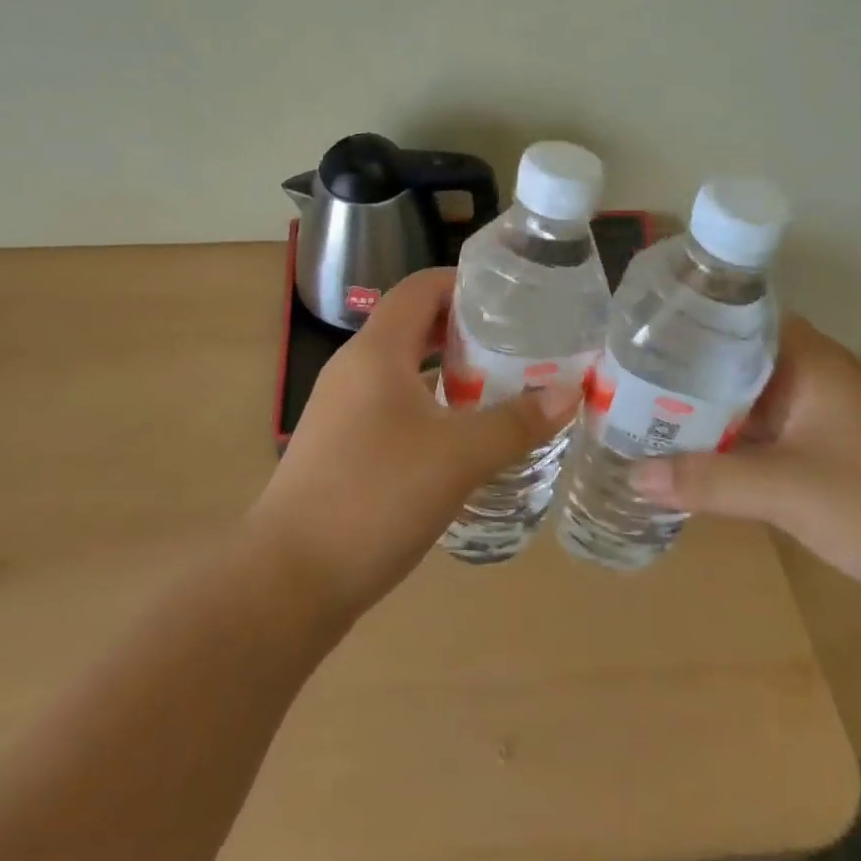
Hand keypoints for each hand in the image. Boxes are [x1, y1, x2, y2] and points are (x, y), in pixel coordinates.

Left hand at [248, 268, 580, 620]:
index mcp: (377, 351)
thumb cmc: (376, 497)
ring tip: (499, 386)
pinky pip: (391, 403)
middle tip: (517, 343)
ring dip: (448, 370)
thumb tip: (569, 392)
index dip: (463, 283)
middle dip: (464, 328)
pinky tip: (459, 437)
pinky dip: (428, 404)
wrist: (290, 578)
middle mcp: (354, 368)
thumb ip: (516, 423)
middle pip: (412, 325)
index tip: (510, 298)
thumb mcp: (458, 458)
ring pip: (402, 368)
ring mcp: (341, 407)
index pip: (420, 288)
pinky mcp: (340, 444)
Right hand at [631, 317, 860, 645]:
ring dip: (706, 413)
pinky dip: (732, 444)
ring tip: (643, 416)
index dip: (686, 324)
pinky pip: (766, 437)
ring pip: (749, 402)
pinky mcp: (831, 457)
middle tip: (623, 381)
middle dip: (683, 374)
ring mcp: (824, 418)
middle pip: (734, 362)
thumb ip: (706, 479)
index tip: (636, 336)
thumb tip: (632, 475)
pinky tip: (691, 458)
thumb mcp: (786, 491)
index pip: (734, 319)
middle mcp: (814, 378)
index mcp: (809, 360)